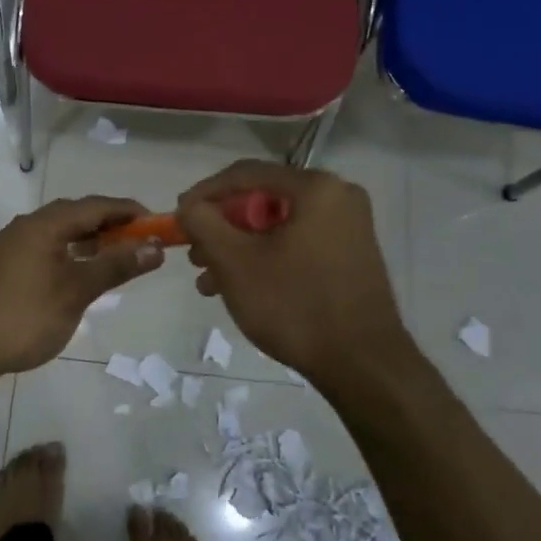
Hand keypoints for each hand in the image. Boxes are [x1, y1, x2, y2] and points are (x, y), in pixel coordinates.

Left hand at [0, 196, 163, 376]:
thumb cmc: (26, 316)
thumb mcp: (77, 291)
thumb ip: (116, 265)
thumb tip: (154, 247)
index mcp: (44, 224)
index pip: (95, 205)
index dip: (128, 211)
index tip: (156, 223)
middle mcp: (25, 226)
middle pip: (75, 214)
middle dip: (109, 224)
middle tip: (138, 241)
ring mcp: (10, 245)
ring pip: (58, 231)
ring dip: (88, 239)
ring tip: (114, 256)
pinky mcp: (2, 265)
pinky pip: (44, 246)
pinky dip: (68, 252)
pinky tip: (77, 272)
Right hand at [177, 161, 409, 383]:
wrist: (363, 366)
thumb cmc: (295, 305)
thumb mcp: (235, 262)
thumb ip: (203, 223)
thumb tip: (189, 206)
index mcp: (316, 187)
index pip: (245, 174)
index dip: (204, 193)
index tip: (177, 217)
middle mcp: (338, 197)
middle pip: (262, 200)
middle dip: (221, 228)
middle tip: (194, 254)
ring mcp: (348, 228)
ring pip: (277, 226)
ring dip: (238, 248)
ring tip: (208, 281)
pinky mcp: (350, 256)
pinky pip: (297, 243)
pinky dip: (265, 258)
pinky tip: (239, 288)